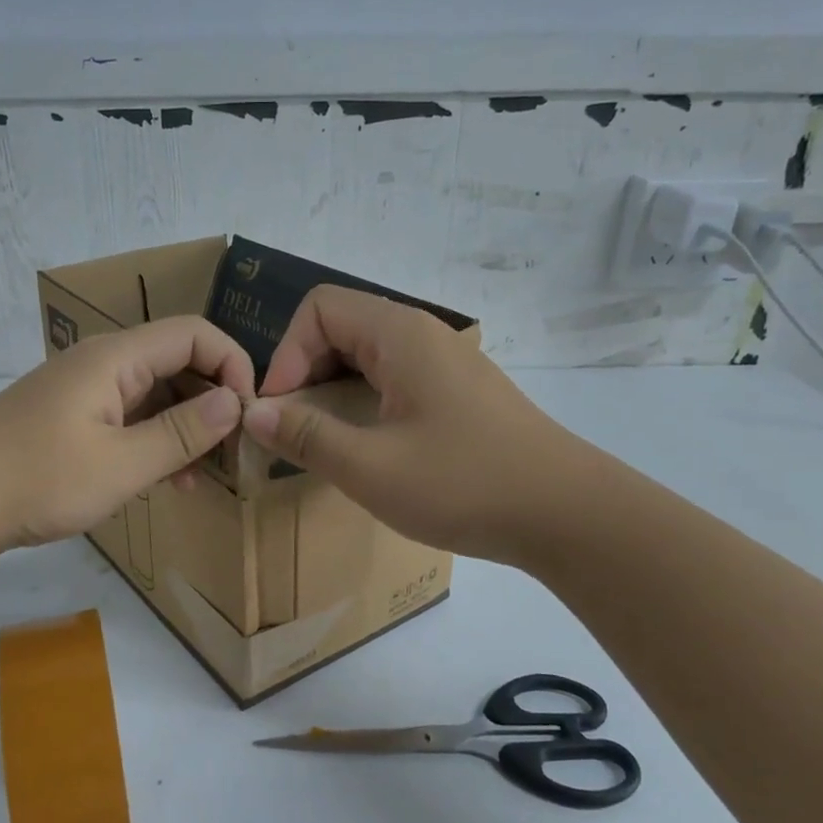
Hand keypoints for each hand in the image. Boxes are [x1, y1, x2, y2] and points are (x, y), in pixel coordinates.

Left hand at [0, 315, 254, 555]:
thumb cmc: (38, 477)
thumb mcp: (121, 464)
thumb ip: (181, 433)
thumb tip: (234, 403)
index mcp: (116, 358)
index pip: (194, 334)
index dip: (232, 364)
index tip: (249, 413)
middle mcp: (104, 364)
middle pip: (178, 363)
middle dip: (213, 401)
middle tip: (234, 451)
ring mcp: (86, 392)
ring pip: (156, 395)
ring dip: (187, 428)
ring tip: (206, 475)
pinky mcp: (74, 420)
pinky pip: (131, 419)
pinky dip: (156, 442)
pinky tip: (170, 481)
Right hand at [240, 286, 594, 564]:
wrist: (567, 513)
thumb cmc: (463, 483)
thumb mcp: (371, 467)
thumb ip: (306, 436)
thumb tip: (255, 412)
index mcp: (400, 335)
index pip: (319, 309)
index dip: (287, 354)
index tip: (281, 411)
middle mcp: (423, 335)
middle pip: (341, 327)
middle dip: (305, 372)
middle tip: (294, 428)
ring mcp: (446, 364)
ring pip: (367, 356)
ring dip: (334, 391)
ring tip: (324, 441)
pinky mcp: (459, 394)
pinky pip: (394, 379)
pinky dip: (365, 402)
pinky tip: (368, 447)